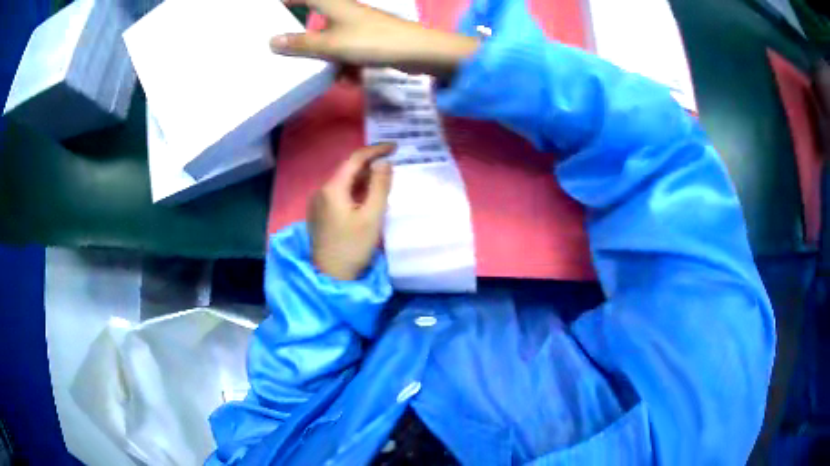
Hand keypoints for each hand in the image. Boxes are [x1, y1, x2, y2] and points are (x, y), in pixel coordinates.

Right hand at [270, 0, 478, 78]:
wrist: (416, 51)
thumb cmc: (371, 41)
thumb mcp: (330, 44)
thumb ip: (301, 44)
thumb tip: (272, 41)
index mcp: (333, 5)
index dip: (288, 0)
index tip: (271, 8)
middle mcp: (345, 12)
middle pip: (316, 22)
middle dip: (304, 39)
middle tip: (287, 53)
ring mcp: (359, 26)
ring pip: (333, 41)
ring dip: (327, 58)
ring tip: (325, 74)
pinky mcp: (370, 39)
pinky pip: (350, 51)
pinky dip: (347, 64)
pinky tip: (349, 79)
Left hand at [308, 144, 394, 280]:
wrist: (330, 276)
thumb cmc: (353, 247)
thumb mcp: (372, 216)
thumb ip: (379, 186)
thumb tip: (384, 162)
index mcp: (332, 188)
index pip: (355, 159)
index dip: (375, 150)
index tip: (395, 147)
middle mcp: (321, 190)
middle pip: (347, 169)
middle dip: (370, 163)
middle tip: (392, 161)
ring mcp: (318, 202)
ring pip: (343, 181)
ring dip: (363, 177)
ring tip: (383, 177)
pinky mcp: (320, 213)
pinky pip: (339, 193)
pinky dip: (355, 189)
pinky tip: (366, 195)